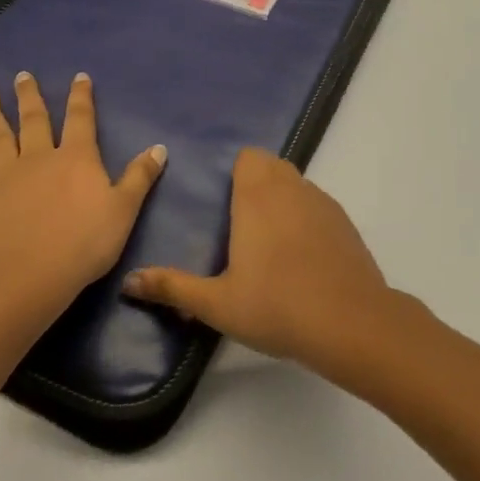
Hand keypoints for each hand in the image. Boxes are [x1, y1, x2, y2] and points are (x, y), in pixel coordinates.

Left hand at [0, 72, 165, 319]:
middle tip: (22, 76)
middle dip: (30, 97)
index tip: (78, 77)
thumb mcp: (124, 210)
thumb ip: (140, 177)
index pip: (80, 119)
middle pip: (34, 121)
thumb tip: (159, 147)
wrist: (31, 278)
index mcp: (75, 157)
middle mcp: (38, 158)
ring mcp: (4, 179)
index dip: (81, 97)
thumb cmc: (84, 244)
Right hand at [121, 148, 397, 373]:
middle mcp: (291, 188)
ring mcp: (323, 202)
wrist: (350, 323)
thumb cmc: (276, 306)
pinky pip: (318, 205)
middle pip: (272, 165)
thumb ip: (173, 288)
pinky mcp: (345, 223)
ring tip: (270, 242)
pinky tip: (302, 257)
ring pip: (297, 184)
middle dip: (256, 183)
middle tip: (240, 224)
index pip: (249, 157)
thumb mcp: (217, 303)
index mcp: (258, 195)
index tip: (224, 204)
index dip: (236, 173)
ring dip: (282, 199)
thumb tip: (128, 281)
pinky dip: (306, 218)